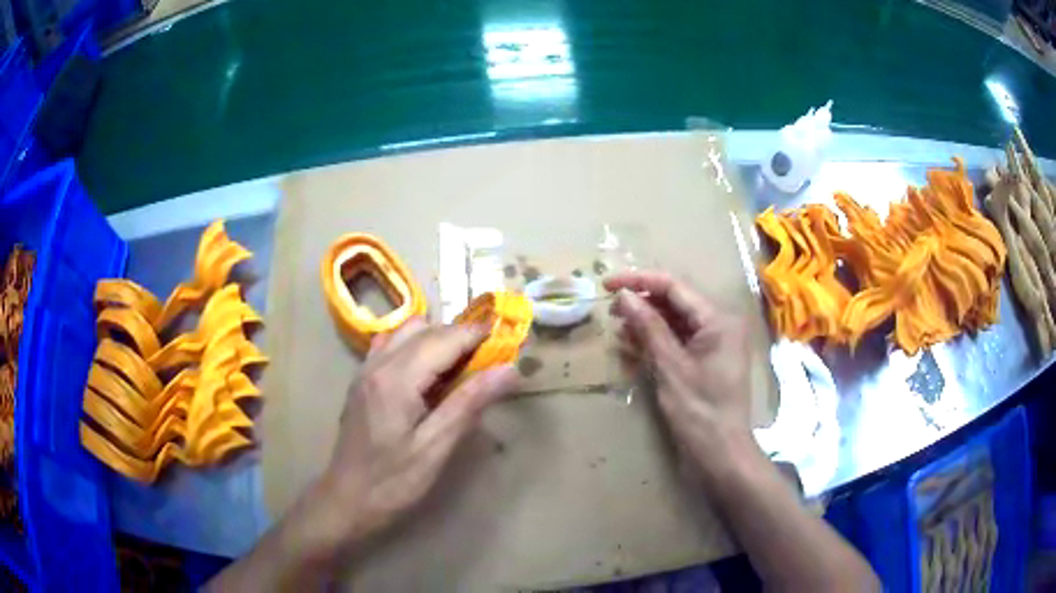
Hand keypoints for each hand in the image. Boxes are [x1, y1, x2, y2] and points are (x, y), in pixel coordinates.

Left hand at [284, 318, 519, 567]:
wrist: (346, 500)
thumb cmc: (393, 482)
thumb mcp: (436, 448)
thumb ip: (470, 403)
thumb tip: (509, 370)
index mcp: (396, 378)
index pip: (445, 339)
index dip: (478, 335)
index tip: (509, 340)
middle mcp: (378, 363)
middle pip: (426, 329)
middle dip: (461, 337)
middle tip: (489, 362)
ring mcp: (366, 369)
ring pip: (407, 331)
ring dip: (437, 339)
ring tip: (460, 369)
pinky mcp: (362, 380)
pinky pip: (392, 345)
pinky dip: (416, 348)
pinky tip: (427, 376)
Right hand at [605, 270, 754, 474]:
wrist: (720, 452)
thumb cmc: (698, 410)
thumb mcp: (670, 367)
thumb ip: (648, 327)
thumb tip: (624, 295)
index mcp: (718, 319)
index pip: (674, 287)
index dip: (639, 281)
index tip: (607, 284)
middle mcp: (720, 323)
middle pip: (676, 301)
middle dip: (643, 302)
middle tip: (610, 310)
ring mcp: (715, 342)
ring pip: (676, 321)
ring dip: (647, 322)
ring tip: (618, 329)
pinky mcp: (708, 359)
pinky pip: (680, 340)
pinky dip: (658, 341)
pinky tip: (634, 346)